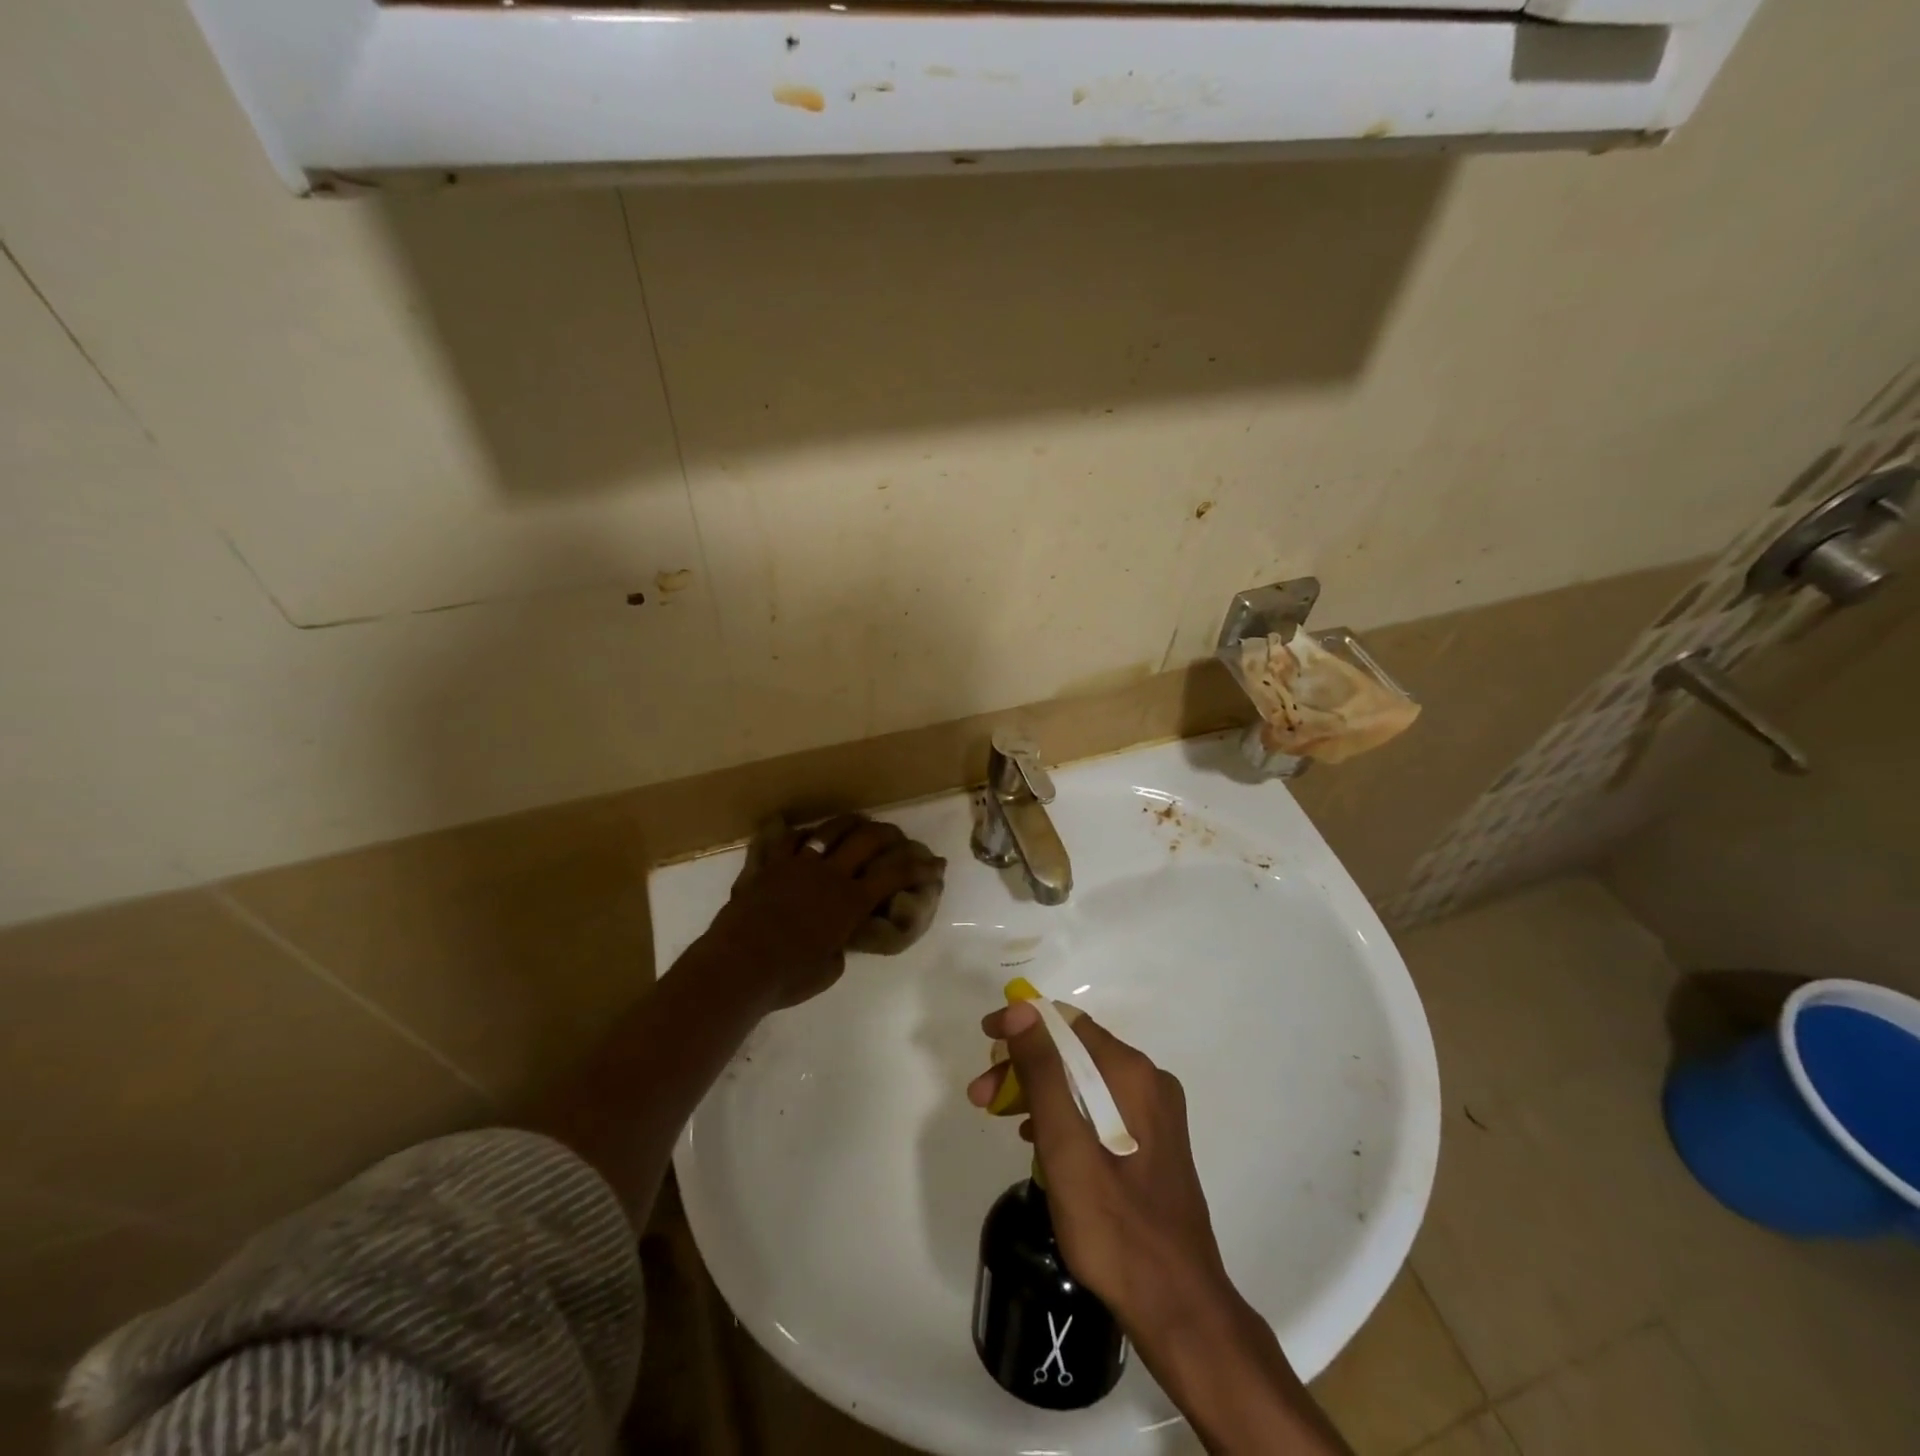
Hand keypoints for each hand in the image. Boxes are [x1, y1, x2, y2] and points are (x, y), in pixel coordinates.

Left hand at [698, 815, 943, 1009]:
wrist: (738, 967)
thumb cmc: (789, 977)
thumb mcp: (829, 969)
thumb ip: (838, 947)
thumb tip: (834, 941)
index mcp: (850, 900)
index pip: (895, 874)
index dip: (920, 867)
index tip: (937, 863)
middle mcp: (828, 873)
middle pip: (867, 839)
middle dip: (888, 834)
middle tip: (897, 836)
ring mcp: (795, 864)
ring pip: (828, 830)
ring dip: (848, 823)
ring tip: (857, 822)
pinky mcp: (765, 866)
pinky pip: (779, 839)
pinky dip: (790, 832)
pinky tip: (794, 829)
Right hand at [965, 1001, 1232, 1330]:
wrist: (1179, 1309)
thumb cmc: (1115, 1228)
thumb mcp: (1066, 1147)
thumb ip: (1043, 1074)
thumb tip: (1021, 1009)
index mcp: (1132, 1074)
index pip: (1067, 1024)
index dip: (1022, 1025)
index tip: (985, 1041)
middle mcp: (1149, 1081)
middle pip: (1075, 1053)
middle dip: (1025, 1066)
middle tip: (981, 1097)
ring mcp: (1155, 1113)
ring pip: (1084, 1081)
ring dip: (1039, 1092)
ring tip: (1001, 1119)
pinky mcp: (1152, 1141)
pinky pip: (1099, 1107)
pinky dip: (1064, 1114)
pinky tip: (1038, 1141)